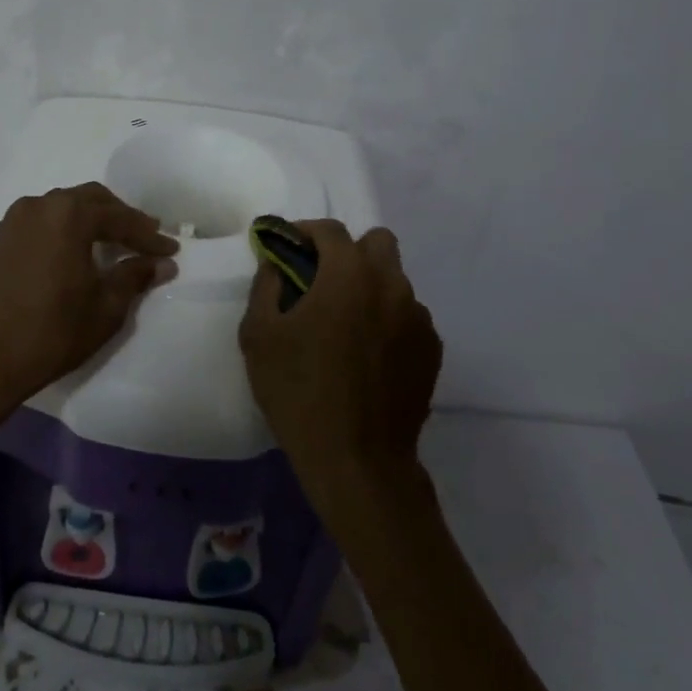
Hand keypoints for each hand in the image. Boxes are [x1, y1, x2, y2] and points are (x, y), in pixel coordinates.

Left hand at [0, 182, 178, 421]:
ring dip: (90, 221)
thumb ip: (134, 277)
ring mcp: (12, 221)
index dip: (149, 236)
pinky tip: (72, 254)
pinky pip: (40, 223)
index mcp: (68, 215)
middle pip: (90, 200)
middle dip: (121, 218)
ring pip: (62, 208)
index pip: (120, 218)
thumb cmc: (49, 334)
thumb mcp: (104, 309)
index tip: (170, 251)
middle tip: (145, 238)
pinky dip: (63, 231)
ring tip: (111, 244)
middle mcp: (39, 206)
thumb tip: (161, 263)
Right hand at [238, 221, 441, 494]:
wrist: (357, 461)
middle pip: (376, 243)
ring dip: (369, 288)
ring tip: (345, 327)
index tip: (288, 249)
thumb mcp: (259, 335)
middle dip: (348, 252)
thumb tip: (277, 264)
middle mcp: (391, 285)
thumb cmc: (300, 392)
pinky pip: (408, 317)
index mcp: (349, 275)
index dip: (305, 233)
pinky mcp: (432, 350)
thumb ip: (266, 285)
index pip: (330, 230)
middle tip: (322, 282)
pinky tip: (368, 356)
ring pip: (394, 281)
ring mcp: (418, 318)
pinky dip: (388, 321)